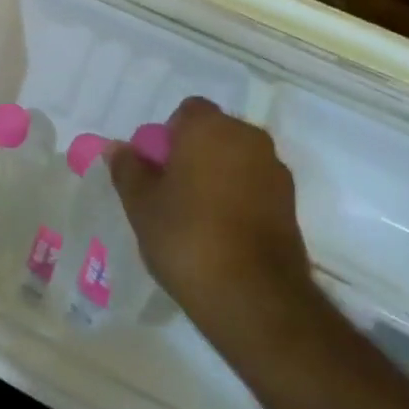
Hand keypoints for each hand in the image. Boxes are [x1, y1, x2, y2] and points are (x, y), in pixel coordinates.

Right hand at [110, 97, 316, 345]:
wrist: (253, 297)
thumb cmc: (187, 237)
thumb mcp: (141, 205)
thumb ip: (128, 169)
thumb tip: (117, 147)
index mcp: (209, 127)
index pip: (187, 111)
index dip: (169, 136)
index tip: (157, 169)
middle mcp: (247, 137)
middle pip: (214, 133)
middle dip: (195, 154)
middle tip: (172, 192)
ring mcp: (274, 170)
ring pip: (237, 160)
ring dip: (219, 176)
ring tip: (198, 216)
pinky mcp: (291, 203)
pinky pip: (255, 187)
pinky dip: (240, 198)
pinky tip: (224, 233)